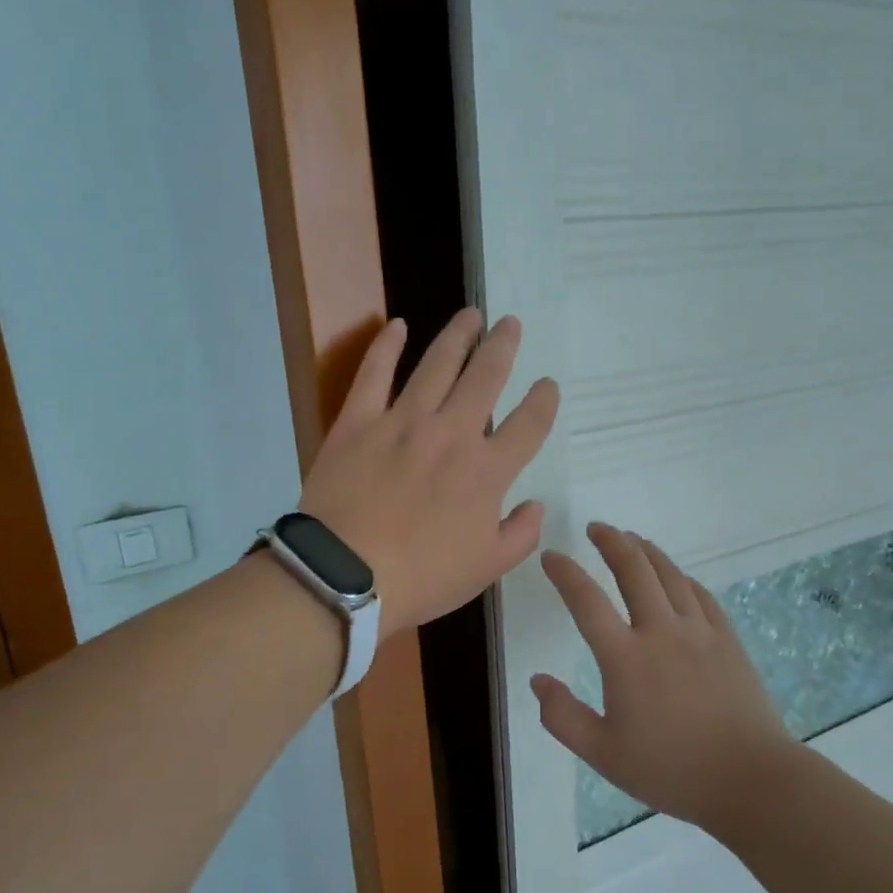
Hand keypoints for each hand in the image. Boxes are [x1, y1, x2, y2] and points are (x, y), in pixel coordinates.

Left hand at [299, 309, 559, 635]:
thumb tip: (536, 505)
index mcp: (487, 471)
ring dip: (457, 336)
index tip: (547, 385)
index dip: (542, 401)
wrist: (346, 576)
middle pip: (486, 377)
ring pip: (437, 365)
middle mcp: (452, 433)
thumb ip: (520, 535)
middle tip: (510, 324)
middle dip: (503, 347)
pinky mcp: (359, 421)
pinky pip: (374, 373)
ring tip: (471, 314)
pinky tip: (397, 325)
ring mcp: (403, 422)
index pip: (528, 424)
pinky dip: (386, 346)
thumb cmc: (422, 577)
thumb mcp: (486, 569)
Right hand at [534, 525, 794, 832]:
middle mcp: (661, 631)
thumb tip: (538, 680)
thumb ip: (563, 717)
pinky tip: (675, 576)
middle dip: (611, 542)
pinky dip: (680, 576)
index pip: (586, 600)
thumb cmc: (671, 769)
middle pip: (633, 569)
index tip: (551, 555)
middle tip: (597, 528)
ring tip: (631, 538)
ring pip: (669, 574)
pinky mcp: (726, 638)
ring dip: (646, 550)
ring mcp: (698, 631)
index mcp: (625, 657)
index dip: (565, 573)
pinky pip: (699, 594)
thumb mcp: (603, 754)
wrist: (750, 779)